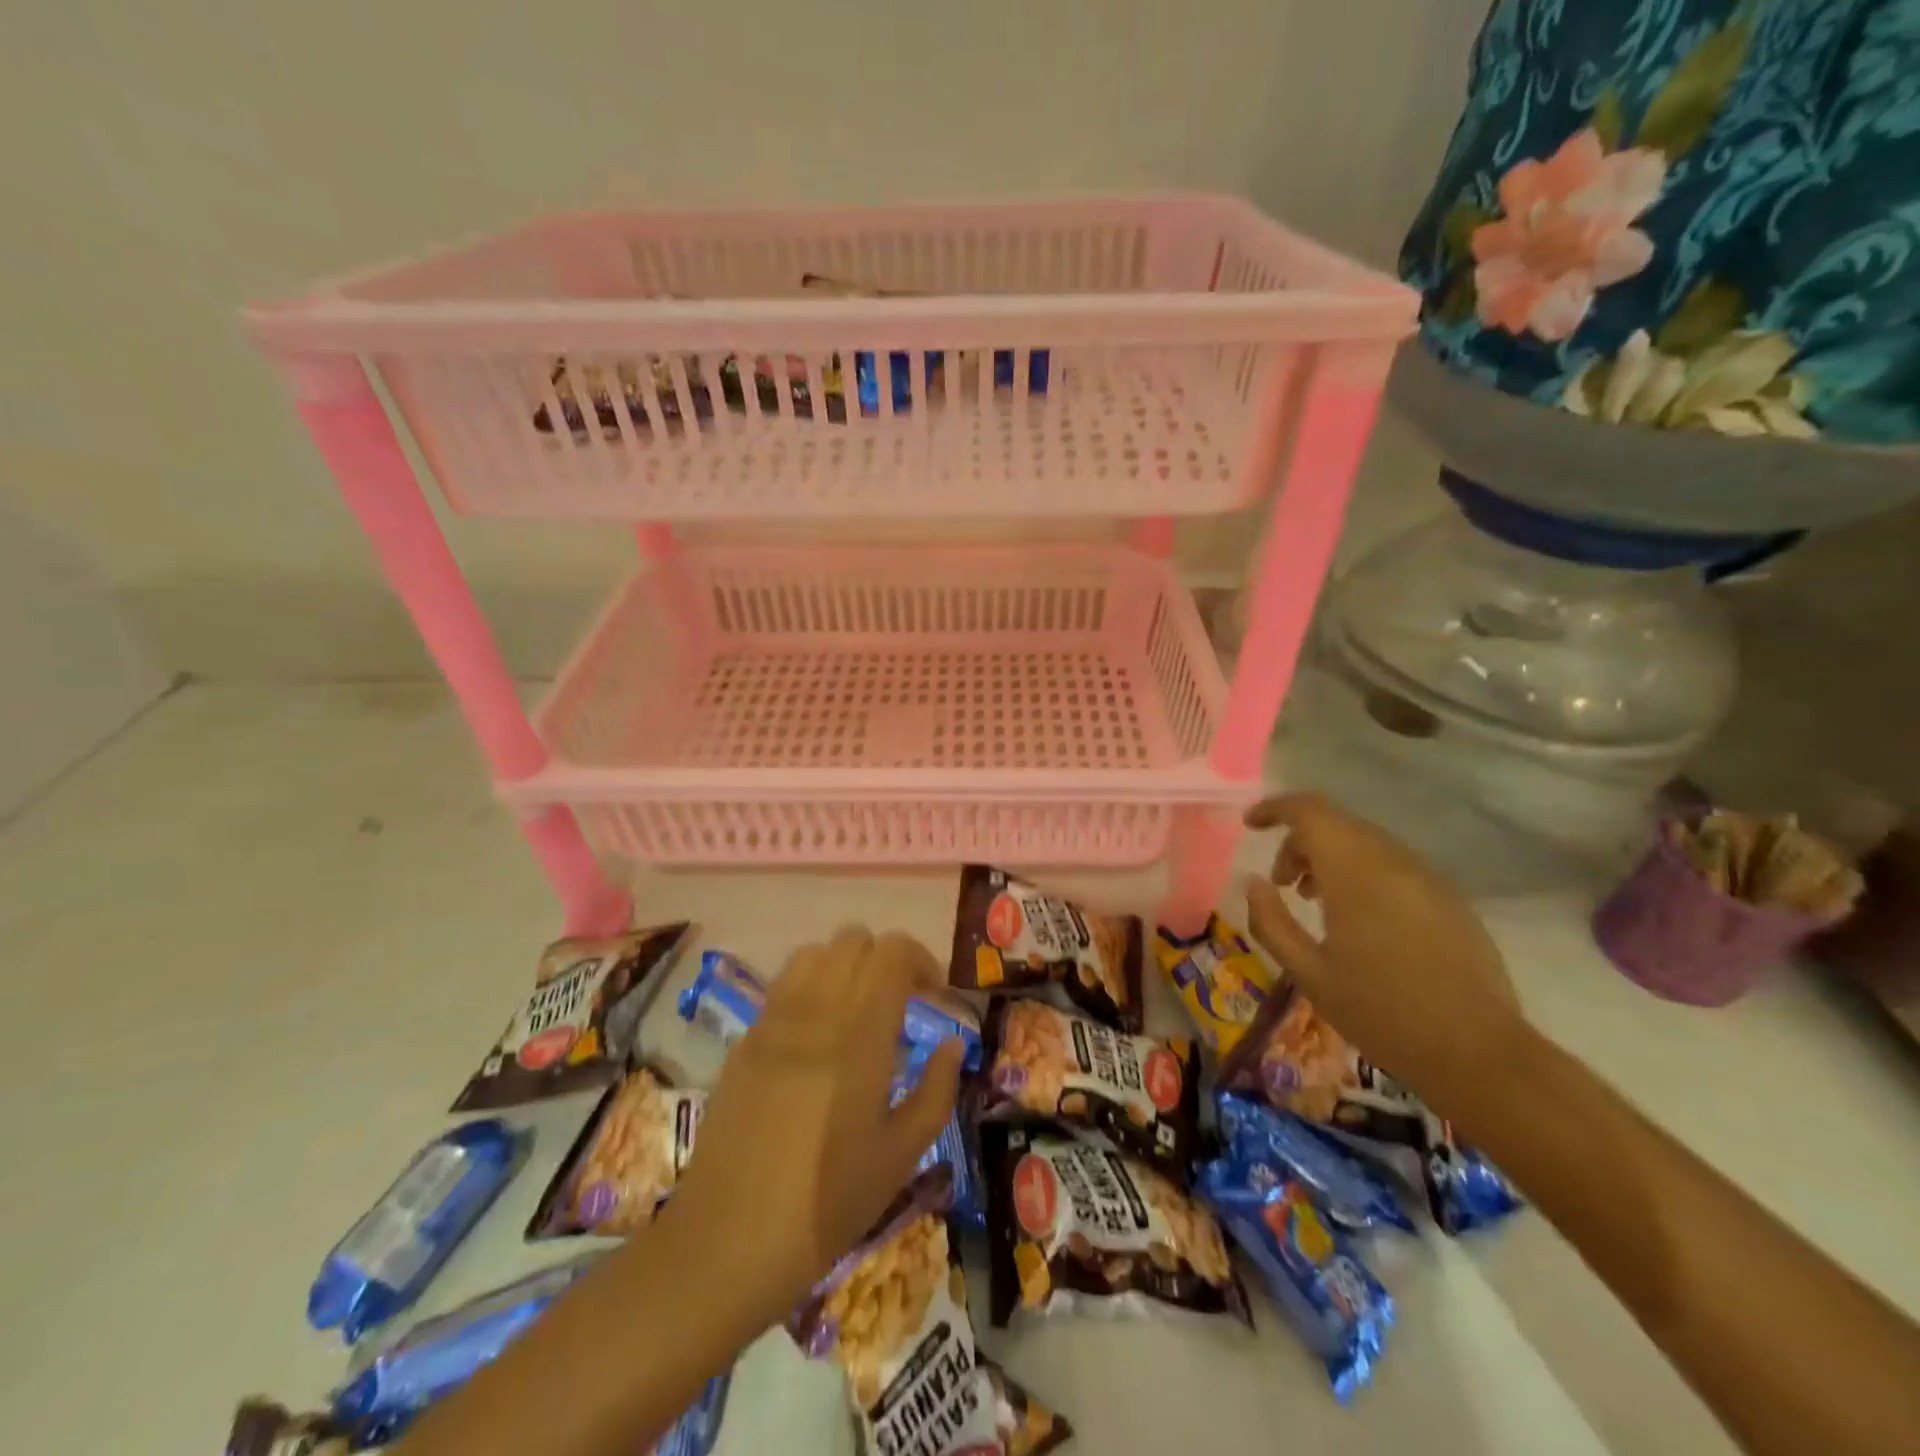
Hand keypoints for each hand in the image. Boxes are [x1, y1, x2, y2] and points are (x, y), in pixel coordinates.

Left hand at [669, 926, 963, 1316]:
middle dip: (886, 959)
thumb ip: (937, 1090)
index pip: (892, 952)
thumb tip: (953, 1043)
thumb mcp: (902, 1156)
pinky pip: (782, 985)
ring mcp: (773, 1021)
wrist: (728, 1243)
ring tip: (858, 1009)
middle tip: (902, 1001)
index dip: (921, 960)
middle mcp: (815, 1011)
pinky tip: (817, 1034)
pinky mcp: (745, 1040)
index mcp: (859, 1035)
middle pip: (854, 940)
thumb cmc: (828, 1204)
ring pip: (814, 952)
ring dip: (845, 965)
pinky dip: (811, 986)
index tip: (934, 995)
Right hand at [1241, 793, 1525, 1111]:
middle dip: (1300, 842)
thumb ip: (1271, 922)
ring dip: (1330, 858)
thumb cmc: (1381, 1012)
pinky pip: (1393, 866)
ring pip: (1365, 843)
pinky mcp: (1449, 898)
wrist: (1478, 1053)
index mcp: (1355, 872)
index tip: (1250, 825)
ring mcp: (1427, 878)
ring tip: (1314, 900)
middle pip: (1336, 824)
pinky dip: (1362, 873)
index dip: (1276, 808)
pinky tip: (1358, 918)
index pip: (1310, 811)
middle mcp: (1392, 861)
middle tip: (1281, 883)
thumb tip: (1253, 884)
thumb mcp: (1308, 973)